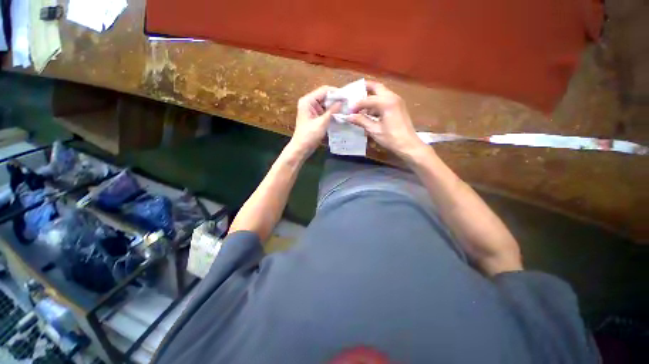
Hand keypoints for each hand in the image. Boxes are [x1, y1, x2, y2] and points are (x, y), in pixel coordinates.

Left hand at [289, 86, 340, 156]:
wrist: (301, 148)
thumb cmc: (309, 136)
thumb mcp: (322, 123)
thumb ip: (332, 111)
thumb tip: (342, 102)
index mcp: (308, 101)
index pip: (324, 90)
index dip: (336, 92)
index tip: (347, 96)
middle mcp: (309, 103)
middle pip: (325, 96)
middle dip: (336, 99)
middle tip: (348, 103)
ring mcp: (312, 110)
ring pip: (326, 104)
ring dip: (335, 106)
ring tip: (346, 108)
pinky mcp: (315, 117)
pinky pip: (325, 111)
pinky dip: (331, 113)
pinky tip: (340, 115)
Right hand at [348, 81, 426, 157]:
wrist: (408, 145)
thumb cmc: (391, 138)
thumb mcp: (374, 130)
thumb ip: (361, 121)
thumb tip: (348, 117)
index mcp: (386, 102)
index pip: (367, 100)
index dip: (356, 105)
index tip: (348, 111)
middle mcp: (392, 97)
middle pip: (376, 87)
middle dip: (364, 88)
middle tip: (353, 93)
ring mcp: (397, 101)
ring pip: (381, 93)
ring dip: (370, 97)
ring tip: (359, 106)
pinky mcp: (398, 106)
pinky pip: (385, 100)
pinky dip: (376, 103)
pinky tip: (369, 112)